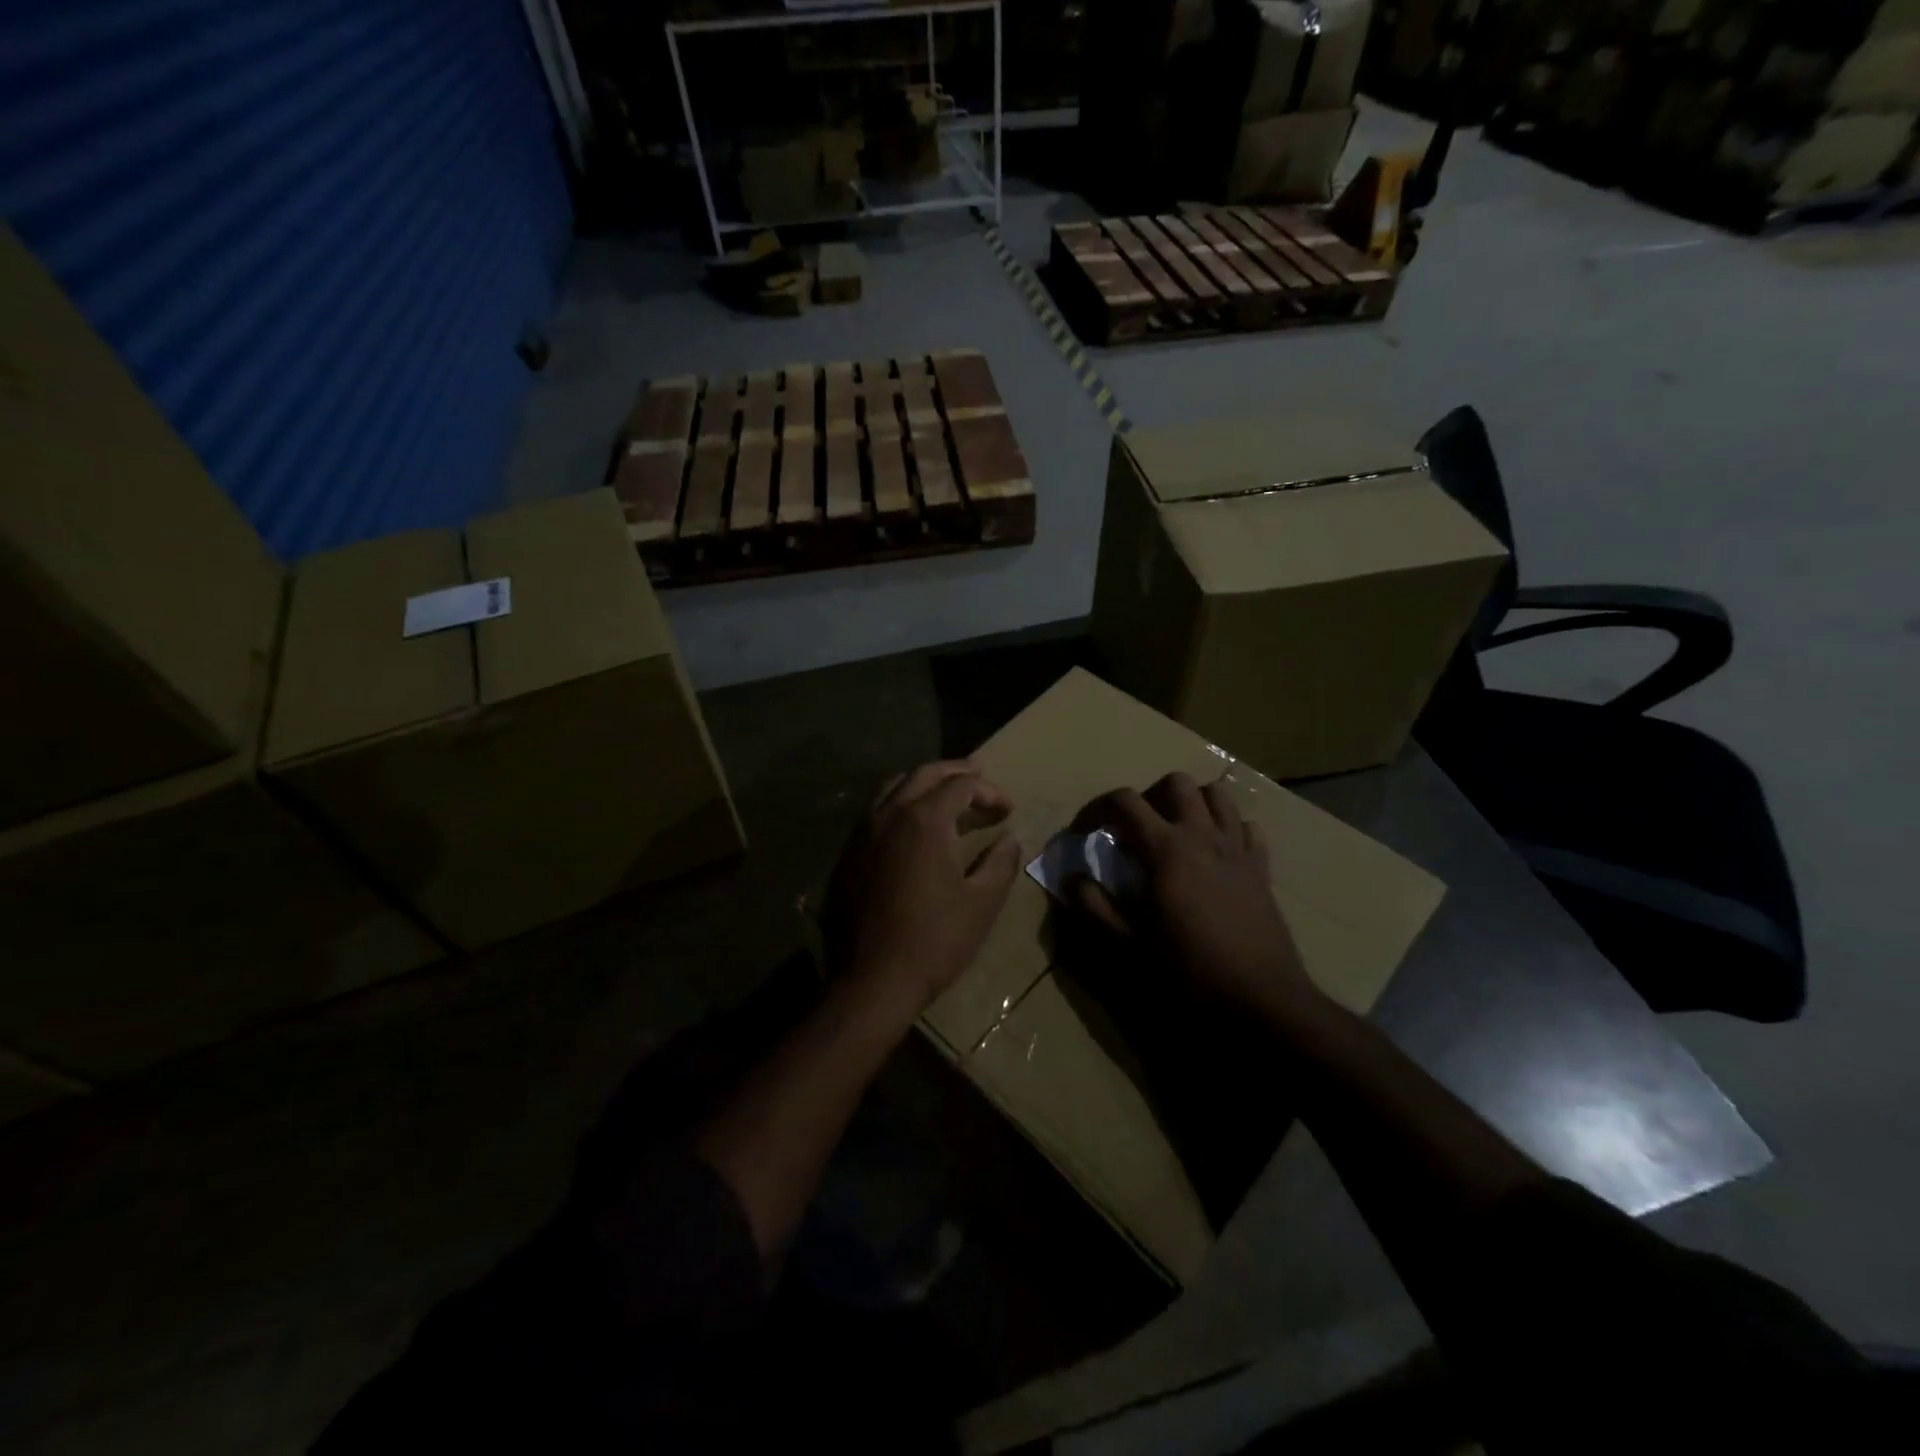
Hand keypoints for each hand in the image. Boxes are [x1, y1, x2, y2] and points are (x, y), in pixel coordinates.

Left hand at [824, 761, 1022, 1018]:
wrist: (874, 980)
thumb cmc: (935, 940)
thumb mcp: (981, 903)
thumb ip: (1000, 863)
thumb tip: (1011, 838)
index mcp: (924, 821)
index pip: (961, 785)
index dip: (989, 792)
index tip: (1008, 812)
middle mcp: (890, 815)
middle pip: (924, 774)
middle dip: (955, 771)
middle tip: (979, 776)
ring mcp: (864, 833)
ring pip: (893, 787)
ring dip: (923, 782)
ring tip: (945, 792)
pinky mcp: (849, 854)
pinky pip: (876, 811)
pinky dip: (899, 803)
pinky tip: (911, 824)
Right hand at [1075, 772, 1319, 1022]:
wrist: (1263, 1003)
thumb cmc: (1190, 974)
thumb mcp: (1128, 947)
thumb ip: (1095, 907)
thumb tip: (1072, 878)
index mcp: (1166, 850)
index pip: (1124, 801)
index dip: (1096, 809)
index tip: (1084, 832)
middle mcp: (1203, 836)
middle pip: (1174, 783)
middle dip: (1148, 796)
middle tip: (1134, 830)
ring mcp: (1237, 849)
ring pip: (1217, 794)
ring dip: (1190, 802)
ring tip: (1174, 832)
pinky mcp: (1262, 869)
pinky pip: (1247, 827)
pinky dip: (1227, 828)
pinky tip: (1214, 854)